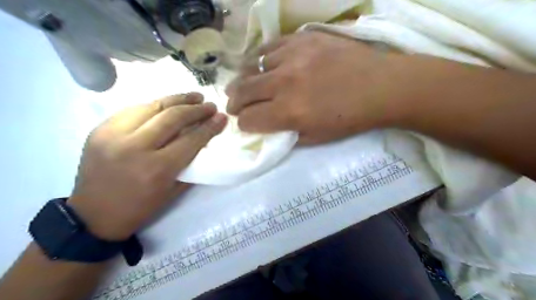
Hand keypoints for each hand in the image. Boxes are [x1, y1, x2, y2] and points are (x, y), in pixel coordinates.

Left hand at [67, 93, 225, 239]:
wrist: (94, 214)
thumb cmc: (140, 207)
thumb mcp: (174, 191)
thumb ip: (190, 164)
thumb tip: (205, 141)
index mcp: (157, 168)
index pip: (191, 139)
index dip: (210, 126)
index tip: (222, 117)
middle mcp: (136, 147)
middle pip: (173, 117)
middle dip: (196, 109)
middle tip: (210, 105)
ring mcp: (114, 134)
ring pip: (153, 106)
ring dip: (177, 99)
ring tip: (194, 96)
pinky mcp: (101, 129)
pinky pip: (134, 109)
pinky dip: (155, 104)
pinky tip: (168, 103)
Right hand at [225, 31, 406, 143]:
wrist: (381, 87)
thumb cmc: (349, 118)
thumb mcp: (316, 138)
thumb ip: (287, 134)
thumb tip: (267, 127)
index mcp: (290, 113)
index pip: (249, 119)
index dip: (244, 124)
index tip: (246, 123)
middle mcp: (285, 83)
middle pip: (243, 91)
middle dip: (234, 102)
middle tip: (233, 104)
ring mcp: (293, 56)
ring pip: (252, 67)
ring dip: (245, 79)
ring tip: (246, 84)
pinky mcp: (303, 38)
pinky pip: (270, 47)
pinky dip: (262, 59)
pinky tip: (264, 65)